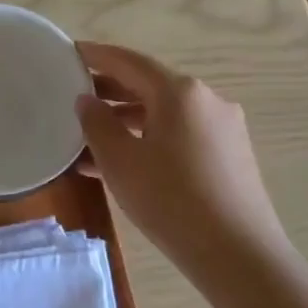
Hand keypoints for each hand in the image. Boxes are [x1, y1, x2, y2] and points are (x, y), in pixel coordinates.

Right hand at [75, 42, 290, 266]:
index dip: (96, 55)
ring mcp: (222, 129)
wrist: (238, 255)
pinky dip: (148, 140)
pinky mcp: (229, 156)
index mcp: (179, 92)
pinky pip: (178, 136)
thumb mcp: (119, 160)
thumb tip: (87, 100)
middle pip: (148, 85)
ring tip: (88, 137)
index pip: (129, 61)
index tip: (69, 52)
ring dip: (126, 121)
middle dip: (109, 89)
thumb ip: (97, 123)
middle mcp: (206, 101)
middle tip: (73, 95)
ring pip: (162, 114)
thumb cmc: (170, 199)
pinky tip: (121, 164)